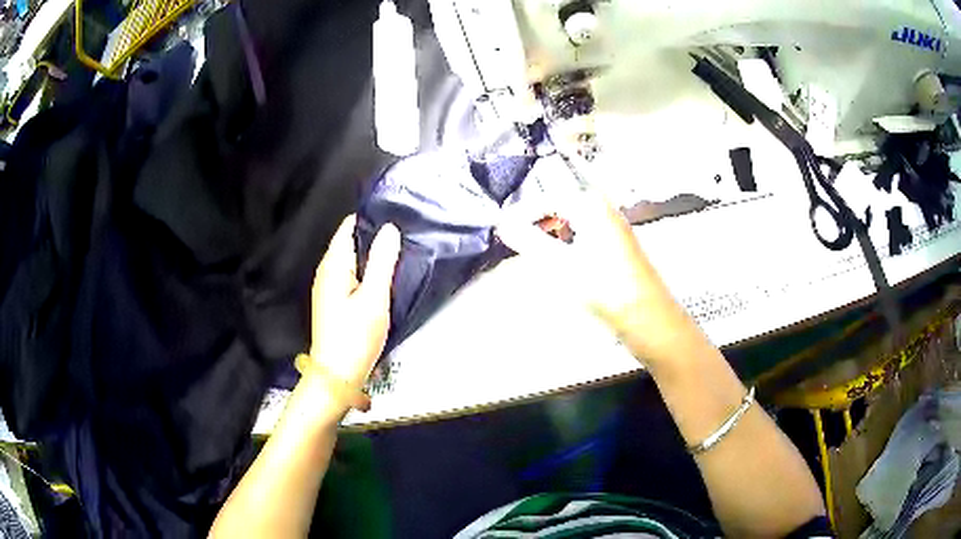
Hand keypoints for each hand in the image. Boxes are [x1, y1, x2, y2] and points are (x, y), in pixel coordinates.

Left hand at [305, 214, 399, 411]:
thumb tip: (390, 228)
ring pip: (352, 260)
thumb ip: (382, 261)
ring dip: (372, 255)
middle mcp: (327, 271)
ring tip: (400, 253)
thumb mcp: (374, 298)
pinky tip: (384, 278)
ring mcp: (329, 287)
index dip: (371, 218)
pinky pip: (351, 275)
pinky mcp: (334, 302)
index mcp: (334, 265)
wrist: (337, 375)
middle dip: (375, 236)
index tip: (398, 216)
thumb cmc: (355, 336)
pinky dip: (367, 272)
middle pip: (350, 242)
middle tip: (405, 235)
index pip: (349, 226)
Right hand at [495, 191, 700, 367]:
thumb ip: (529, 240)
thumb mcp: (561, 264)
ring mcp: (612, 229)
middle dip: (535, 226)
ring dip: (549, 238)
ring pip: (571, 225)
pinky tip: (558, 266)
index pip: (546, 199)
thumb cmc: (605, 288)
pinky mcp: (616, 249)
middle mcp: (604, 210)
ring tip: (530, 256)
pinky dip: (565, 248)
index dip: (521, 214)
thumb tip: (501, 223)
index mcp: (591, 205)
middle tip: (512, 244)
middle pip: (559, 210)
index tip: (500, 230)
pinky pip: (582, 239)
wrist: (648, 318)